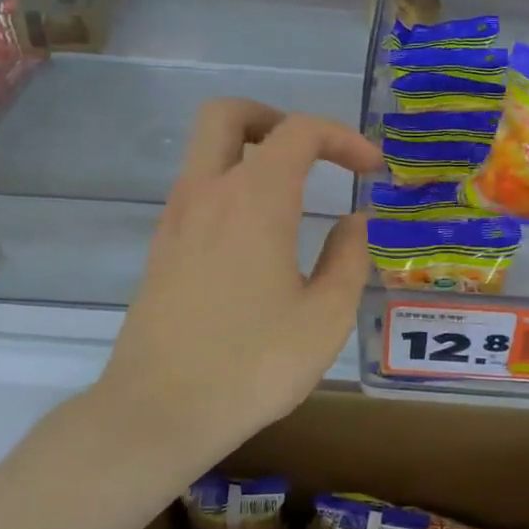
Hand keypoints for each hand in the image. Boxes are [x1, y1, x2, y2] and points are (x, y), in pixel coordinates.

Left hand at [99, 99, 381, 448]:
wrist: (158, 413)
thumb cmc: (253, 364)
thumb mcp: (325, 316)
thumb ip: (349, 258)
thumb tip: (354, 223)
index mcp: (254, 199)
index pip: (299, 132)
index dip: (343, 138)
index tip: (370, 169)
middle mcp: (208, 193)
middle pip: (227, 114)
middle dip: (275, 119)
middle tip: (311, 154)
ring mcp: (176, 220)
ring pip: (205, 151)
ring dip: (251, 154)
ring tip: (294, 197)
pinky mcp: (161, 249)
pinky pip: (197, 191)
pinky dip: (231, 188)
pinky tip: (259, 239)